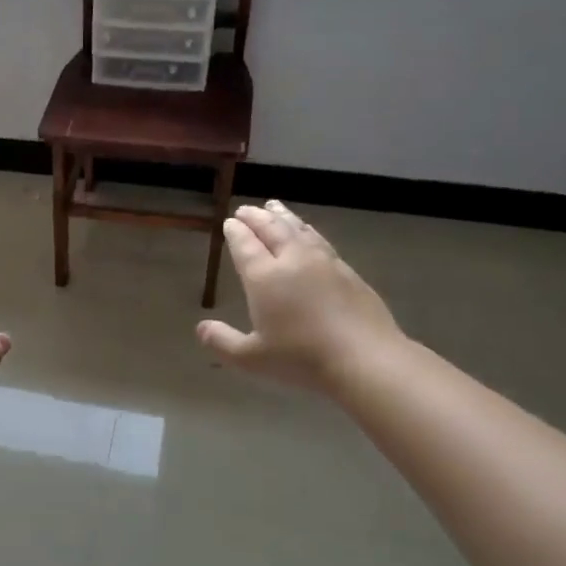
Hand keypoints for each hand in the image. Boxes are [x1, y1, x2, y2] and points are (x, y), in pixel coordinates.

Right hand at [197, 201, 406, 396]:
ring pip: (298, 230)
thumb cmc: (301, 359)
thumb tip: (201, 328)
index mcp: (264, 277)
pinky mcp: (348, 271)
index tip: (229, 222)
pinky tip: (308, 233)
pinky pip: (320, 241)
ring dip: (283, 217)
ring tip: (274, 207)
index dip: (236, 232)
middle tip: (246, 209)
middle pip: (272, 229)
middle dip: (256, 218)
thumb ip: (223, 342)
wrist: (365, 358)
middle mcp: (293, 260)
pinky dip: (307, 230)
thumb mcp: (251, 358)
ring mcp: (324, 263)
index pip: (245, 245)